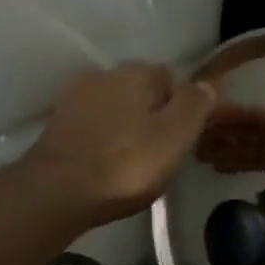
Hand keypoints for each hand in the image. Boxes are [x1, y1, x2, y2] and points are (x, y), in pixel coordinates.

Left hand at [23, 62, 215, 225]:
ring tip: (132, 160)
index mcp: (136, 73)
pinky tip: (105, 162)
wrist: (58, 191)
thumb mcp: (174, 137)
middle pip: (139, 90)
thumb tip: (208, 83)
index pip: (170, 77)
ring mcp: (74, 97)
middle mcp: (103, 74)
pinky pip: (92, 125)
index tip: (184, 137)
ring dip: (125, 125)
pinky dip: (102, 138)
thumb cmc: (125, 165)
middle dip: (151, 113)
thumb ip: (194, 106)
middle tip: (160, 152)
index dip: (181, 106)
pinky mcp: (56, 123)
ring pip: (113, 107)